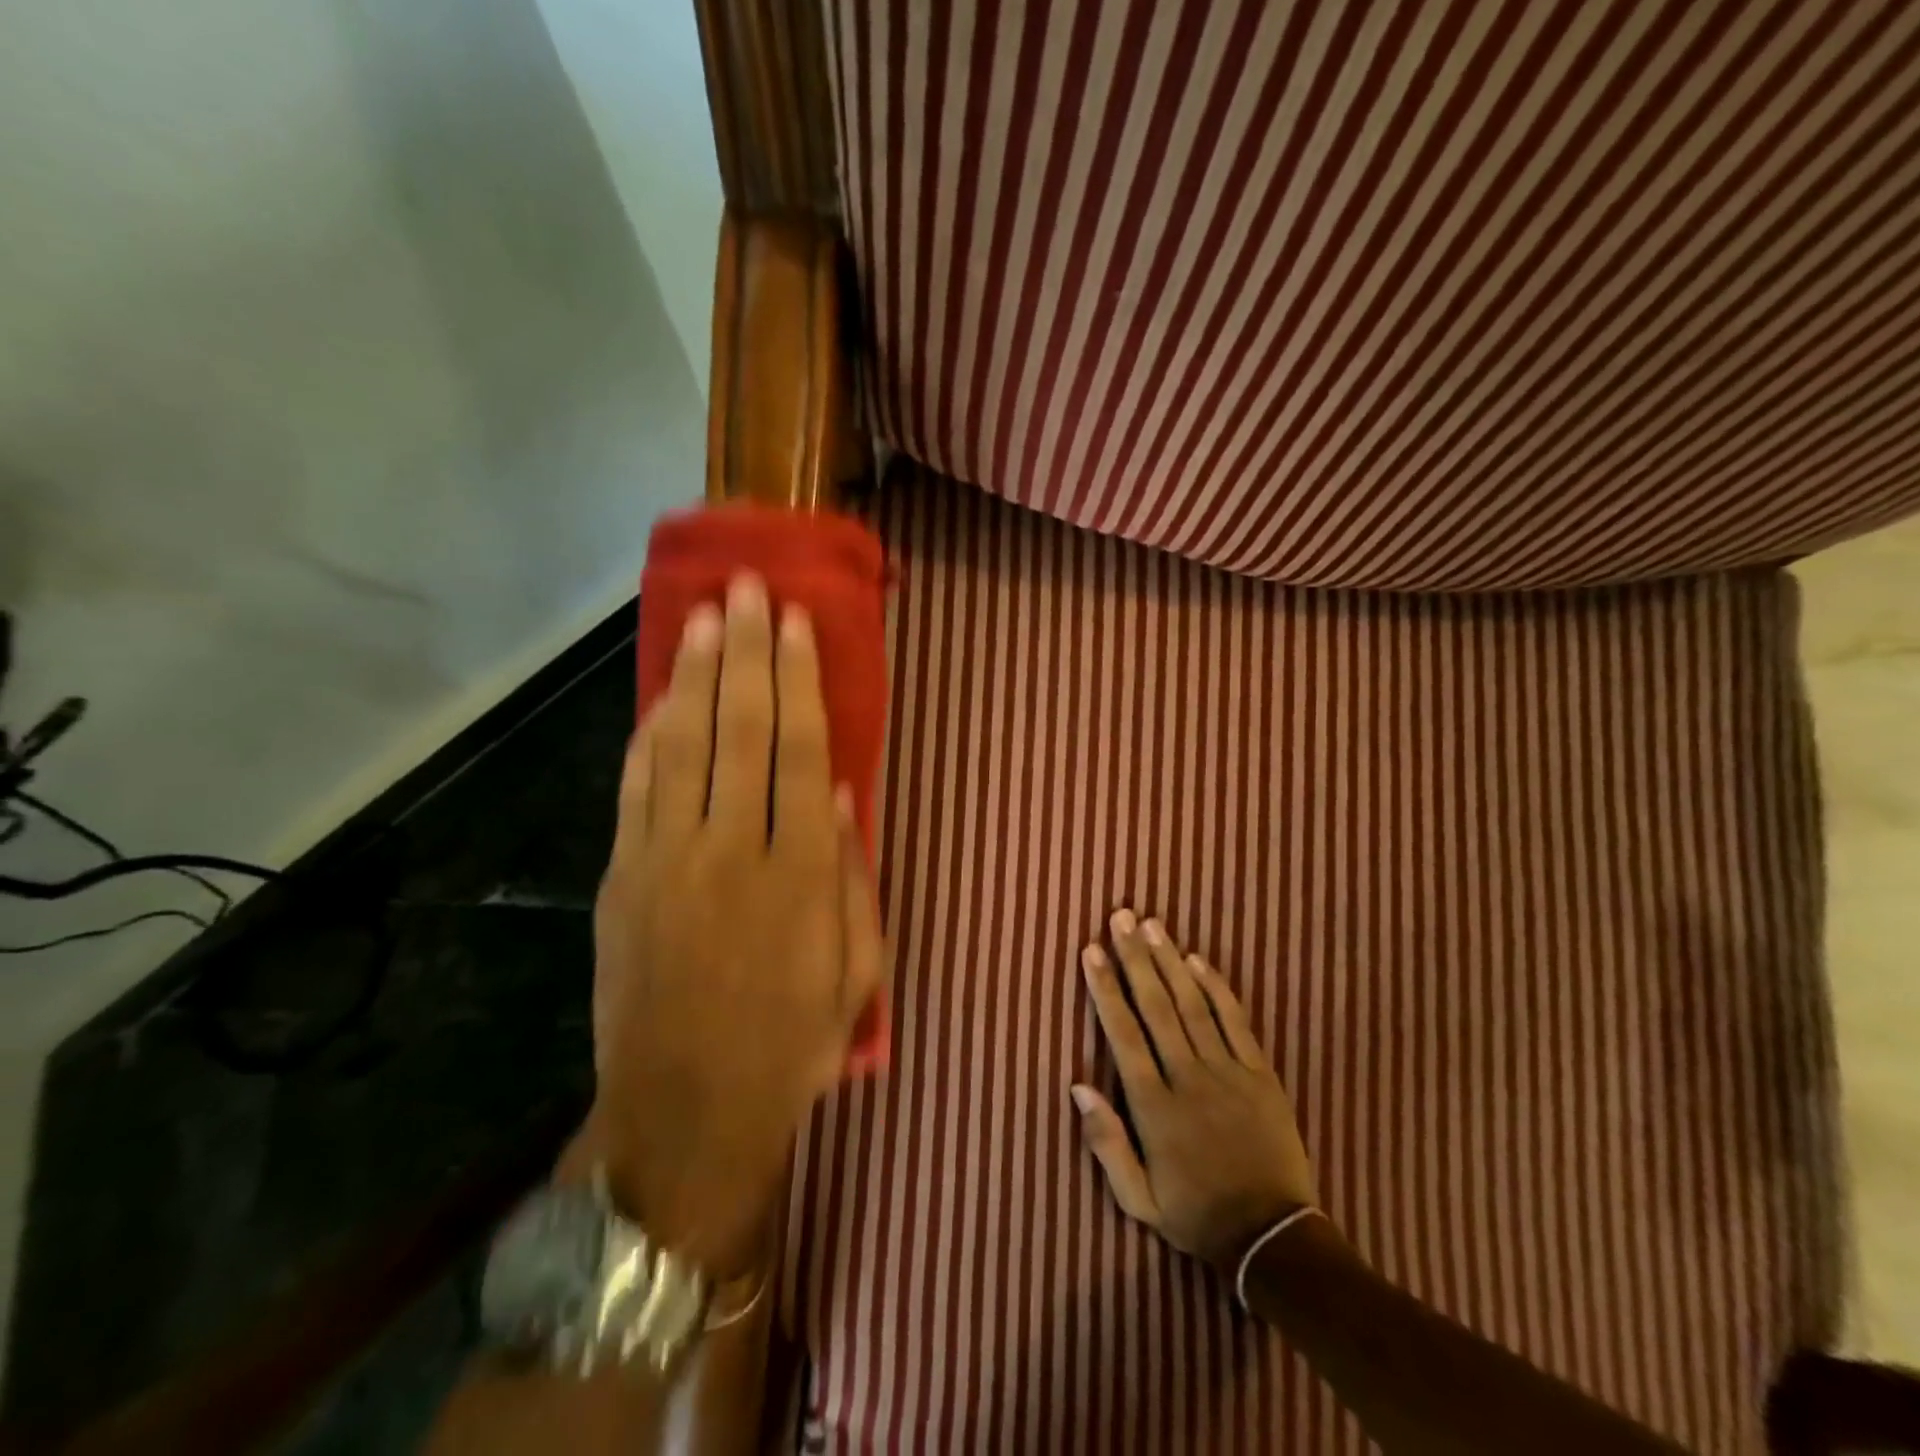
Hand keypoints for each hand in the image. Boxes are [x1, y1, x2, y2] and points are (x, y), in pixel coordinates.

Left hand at [586, 575, 884, 1277]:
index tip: (797, 624)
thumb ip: (853, 879)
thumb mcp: (856, 973)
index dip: (800, 681)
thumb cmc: (790, 1046)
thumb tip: (845, 797)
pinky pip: (638, 787)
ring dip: (698, 675)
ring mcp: (668, 859)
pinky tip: (665, 693)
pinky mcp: (623, 877)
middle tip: (748, 588)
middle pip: (743, 730)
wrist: (684, 1116)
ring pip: (685, 744)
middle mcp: (733, 849)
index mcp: (800, 874)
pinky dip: (652, 733)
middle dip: (748, 652)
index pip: (803, 752)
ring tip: (708, 616)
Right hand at [1073, 908, 1316, 1272]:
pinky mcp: (1261, 1074)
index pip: (1123, 1034)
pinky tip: (1197, 960)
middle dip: (1134, 958)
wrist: (1273, 1239)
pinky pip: (1236, 1022)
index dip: (1106, 989)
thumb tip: (1078, 1086)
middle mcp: (1188, 1078)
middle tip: (1120, 917)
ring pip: (1193, 1005)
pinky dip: (1216, 988)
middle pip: (1156, 1007)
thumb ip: (1106, 1143)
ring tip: (1151, 924)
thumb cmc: (1196, 1215)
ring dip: (1169, 961)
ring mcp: (1228, 1072)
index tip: (1091, 951)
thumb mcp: (1138, 1199)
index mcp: (1154, 1106)